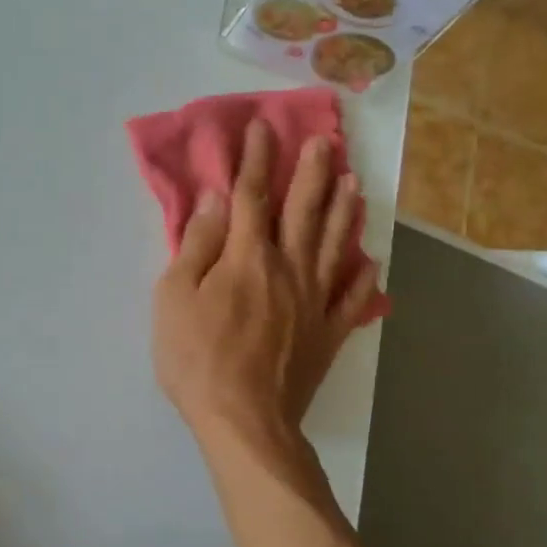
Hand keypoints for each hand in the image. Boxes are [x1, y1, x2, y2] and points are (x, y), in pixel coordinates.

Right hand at [151, 120, 378, 446]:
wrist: (244, 420)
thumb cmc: (198, 357)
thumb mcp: (175, 296)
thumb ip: (198, 244)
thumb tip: (214, 198)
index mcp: (248, 256)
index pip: (251, 195)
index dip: (256, 158)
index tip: (262, 127)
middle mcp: (289, 268)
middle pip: (304, 211)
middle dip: (312, 172)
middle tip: (325, 141)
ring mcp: (315, 301)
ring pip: (334, 245)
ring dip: (344, 210)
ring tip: (354, 183)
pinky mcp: (329, 334)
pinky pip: (351, 298)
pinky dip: (361, 278)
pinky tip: (370, 262)